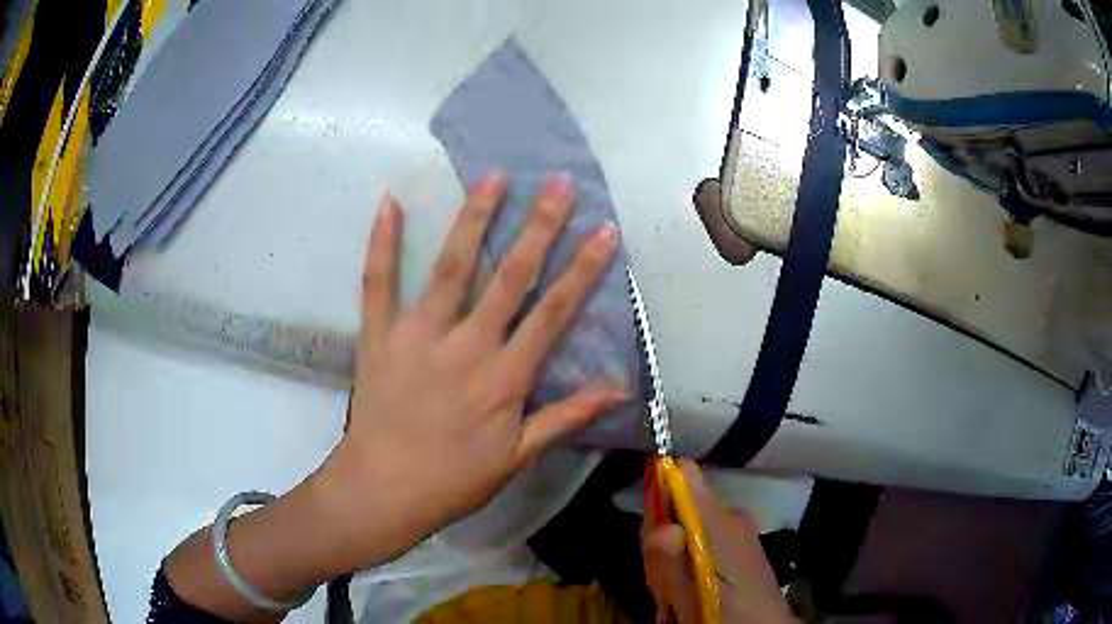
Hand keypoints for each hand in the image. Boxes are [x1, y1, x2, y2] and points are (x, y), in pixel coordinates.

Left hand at [314, 171, 627, 565]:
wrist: (384, 489)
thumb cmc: (454, 479)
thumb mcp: (518, 456)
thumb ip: (566, 417)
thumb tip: (619, 389)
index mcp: (504, 376)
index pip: (554, 311)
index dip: (583, 268)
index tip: (604, 230)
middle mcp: (466, 344)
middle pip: (510, 275)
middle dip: (540, 225)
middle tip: (559, 183)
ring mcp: (418, 334)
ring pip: (451, 266)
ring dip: (474, 218)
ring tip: (494, 177)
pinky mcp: (379, 334)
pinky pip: (378, 281)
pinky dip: (382, 241)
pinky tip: (389, 201)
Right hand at [642, 460, 795, 623]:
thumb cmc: (724, 609)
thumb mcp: (686, 587)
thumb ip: (667, 553)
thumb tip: (657, 524)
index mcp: (719, 517)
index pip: (683, 473)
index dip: (658, 491)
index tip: (650, 528)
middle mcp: (730, 517)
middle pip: (677, 510)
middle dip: (661, 544)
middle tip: (663, 580)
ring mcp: (737, 534)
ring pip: (685, 534)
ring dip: (670, 565)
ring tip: (674, 598)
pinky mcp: (739, 552)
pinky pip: (701, 549)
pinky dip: (687, 572)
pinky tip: (686, 600)